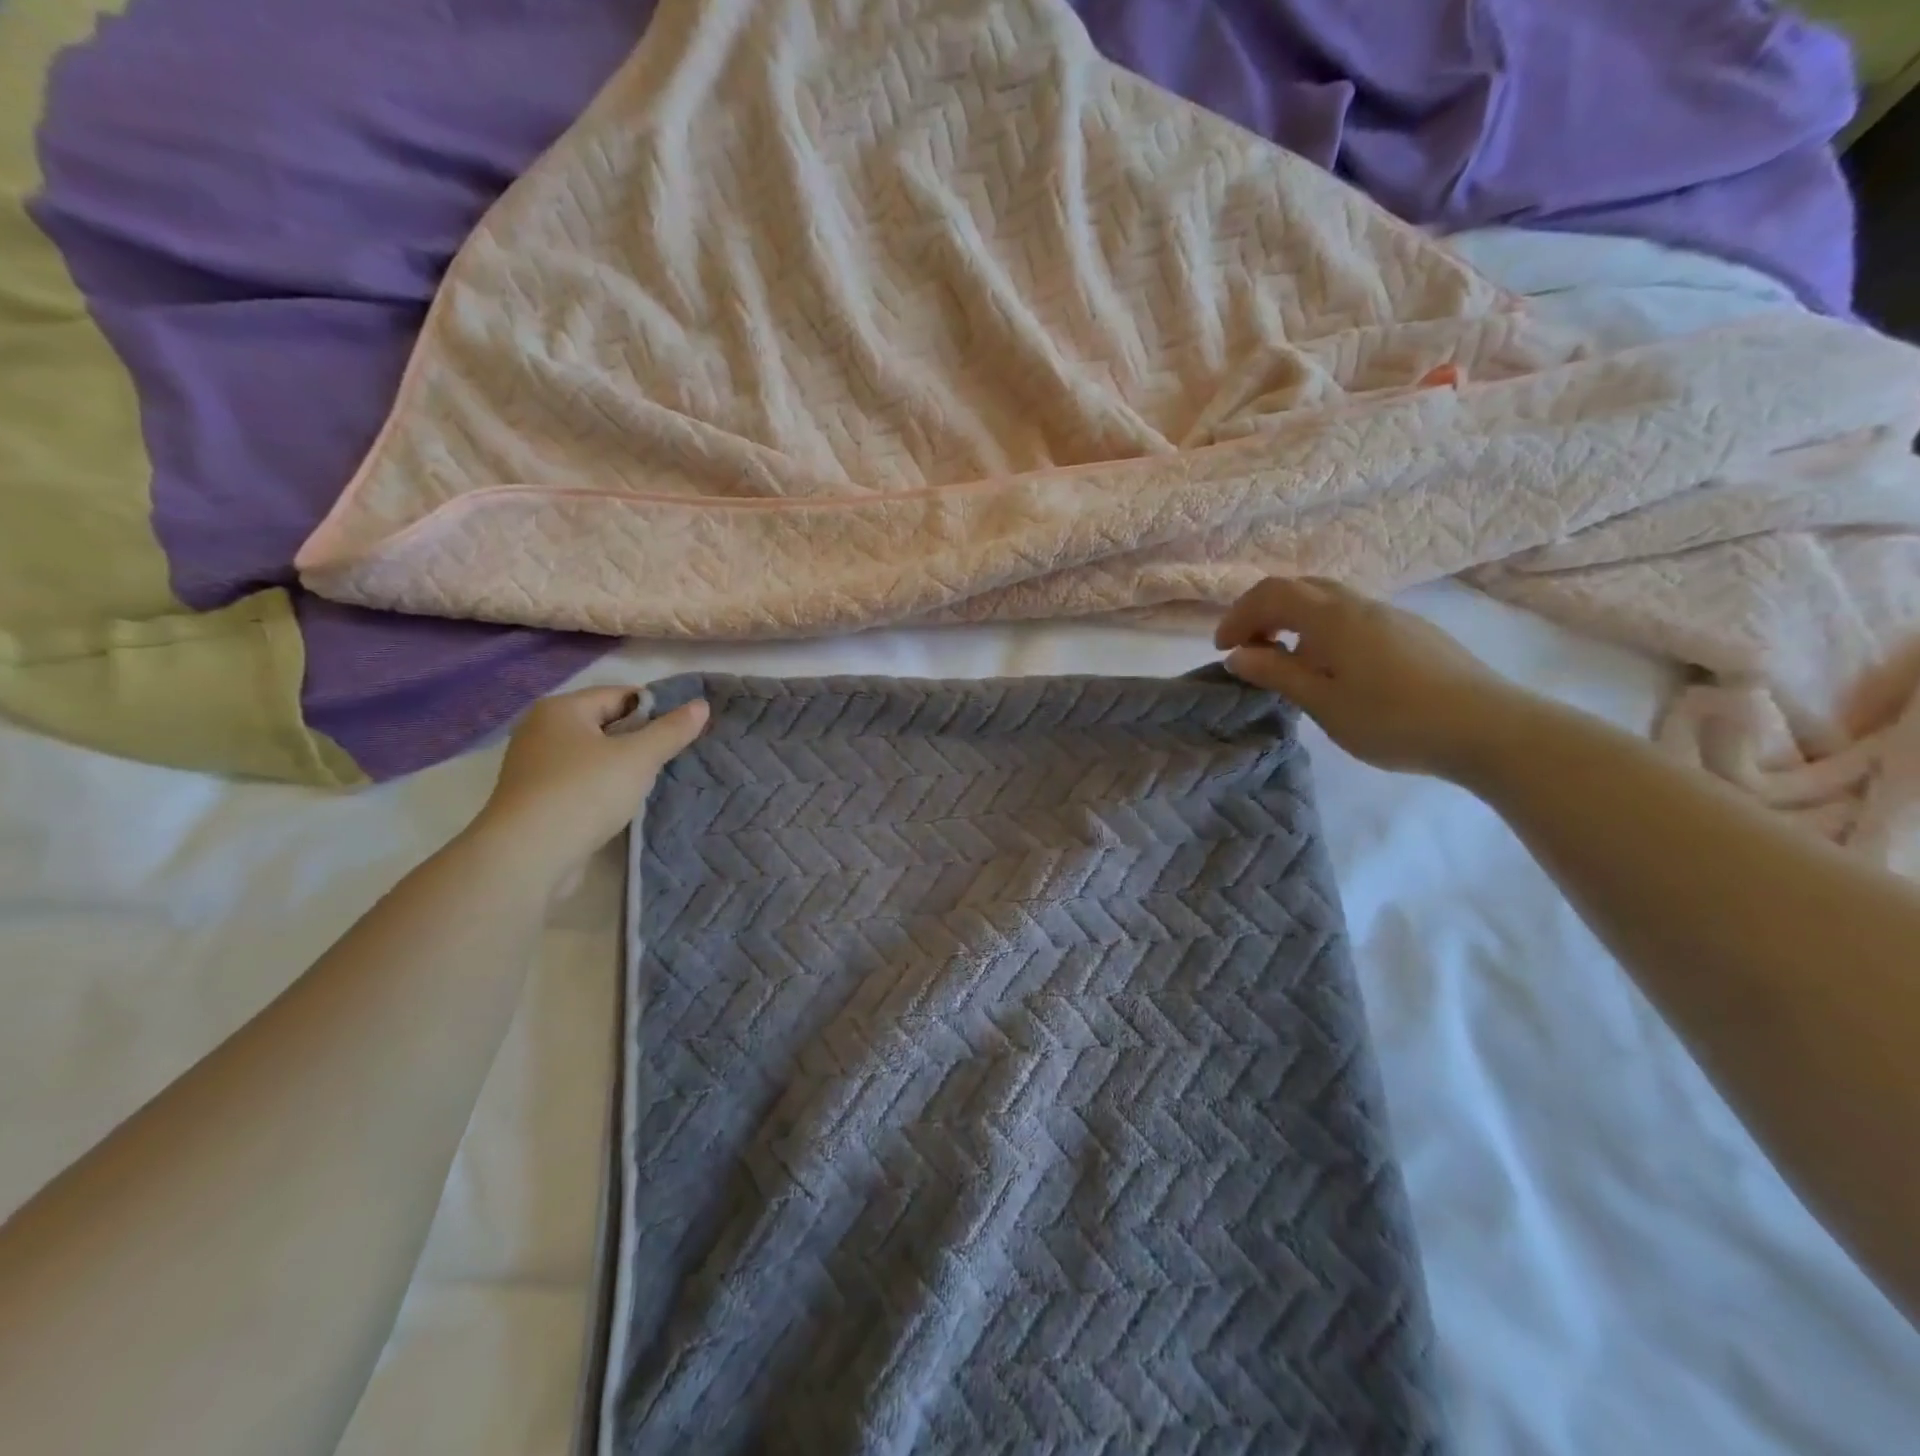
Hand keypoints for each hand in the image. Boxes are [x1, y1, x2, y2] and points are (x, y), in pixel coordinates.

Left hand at [469, 687, 708, 889]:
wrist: (528, 857)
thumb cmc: (585, 793)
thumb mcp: (638, 758)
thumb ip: (671, 730)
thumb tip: (701, 705)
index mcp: (561, 709)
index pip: (620, 694)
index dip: (657, 707)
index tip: (686, 728)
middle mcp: (542, 731)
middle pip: (606, 724)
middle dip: (641, 738)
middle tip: (677, 754)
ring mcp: (536, 767)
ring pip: (594, 756)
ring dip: (624, 766)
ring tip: (657, 779)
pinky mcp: (538, 800)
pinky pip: (582, 782)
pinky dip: (605, 787)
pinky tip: (626, 802)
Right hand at [1216, 577, 1520, 778]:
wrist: (1488, 728)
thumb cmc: (1393, 719)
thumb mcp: (1323, 703)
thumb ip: (1277, 674)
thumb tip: (1237, 655)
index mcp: (1332, 617)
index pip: (1271, 594)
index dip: (1238, 616)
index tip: (1223, 651)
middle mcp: (1359, 604)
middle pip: (1300, 588)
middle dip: (1264, 613)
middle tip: (1250, 651)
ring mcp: (1391, 615)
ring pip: (1329, 601)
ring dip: (1295, 622)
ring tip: (1287, 663)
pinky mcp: (1412, 632)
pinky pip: (1352, 617)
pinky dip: (1323, 631)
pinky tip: (1333, 670)